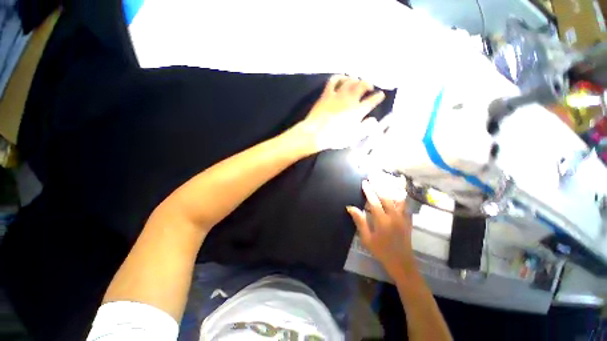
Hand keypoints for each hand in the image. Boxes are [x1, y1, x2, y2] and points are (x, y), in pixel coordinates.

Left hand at [294, 75, 384, 151]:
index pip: (372, 100)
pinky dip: (339, 77)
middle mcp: (350, 99)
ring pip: (350, 80)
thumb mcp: (354, 137)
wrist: (316, 134)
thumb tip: (374, 120)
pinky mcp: (327, 94)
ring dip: (355, 79)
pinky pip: (333, 80)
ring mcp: (338, 95)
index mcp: (358, 111)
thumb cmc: (335, 138)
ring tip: (357, 82)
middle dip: (368, 84)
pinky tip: (341, 78)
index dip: (378, 97)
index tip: (381, 95)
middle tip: (370, 87)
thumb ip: (365, 128)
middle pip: (362, 85)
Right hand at [347, 180, 416, 275]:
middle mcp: (394, 216)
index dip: (368, 191)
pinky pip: (405, 204)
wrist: (402, 263)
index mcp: (382, 221)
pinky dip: (401, 195)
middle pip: (386, 196)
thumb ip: (360, 221)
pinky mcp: (408, 220)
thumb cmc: (381, 251)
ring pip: (398, 198)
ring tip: (386, 179)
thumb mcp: (366, 238)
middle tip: (373, 176)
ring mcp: (403, 217)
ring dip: (391, 188)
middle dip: (378, 185)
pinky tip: (399, 190)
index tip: (364, 182)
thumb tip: (350, 207)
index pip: (374, 201)